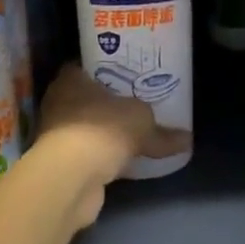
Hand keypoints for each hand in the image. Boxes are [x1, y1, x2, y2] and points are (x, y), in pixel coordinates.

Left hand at [34, 66, 190, 225]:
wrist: (73, 177)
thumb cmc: (103, 129)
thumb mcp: (142, 122)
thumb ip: (163, 132)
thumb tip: (187, 140)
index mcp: (70, 80)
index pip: (83, 67)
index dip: (103, 69)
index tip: (125, 73)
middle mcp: (58, 103)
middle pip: (85, 97)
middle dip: (107, 102)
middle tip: (134, 101)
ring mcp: (58, 135)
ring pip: (86, 127)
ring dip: (104, 132)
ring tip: (133, 131)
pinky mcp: (63, 163)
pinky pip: (89, 153)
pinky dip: (103, 157)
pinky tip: (124, 161)